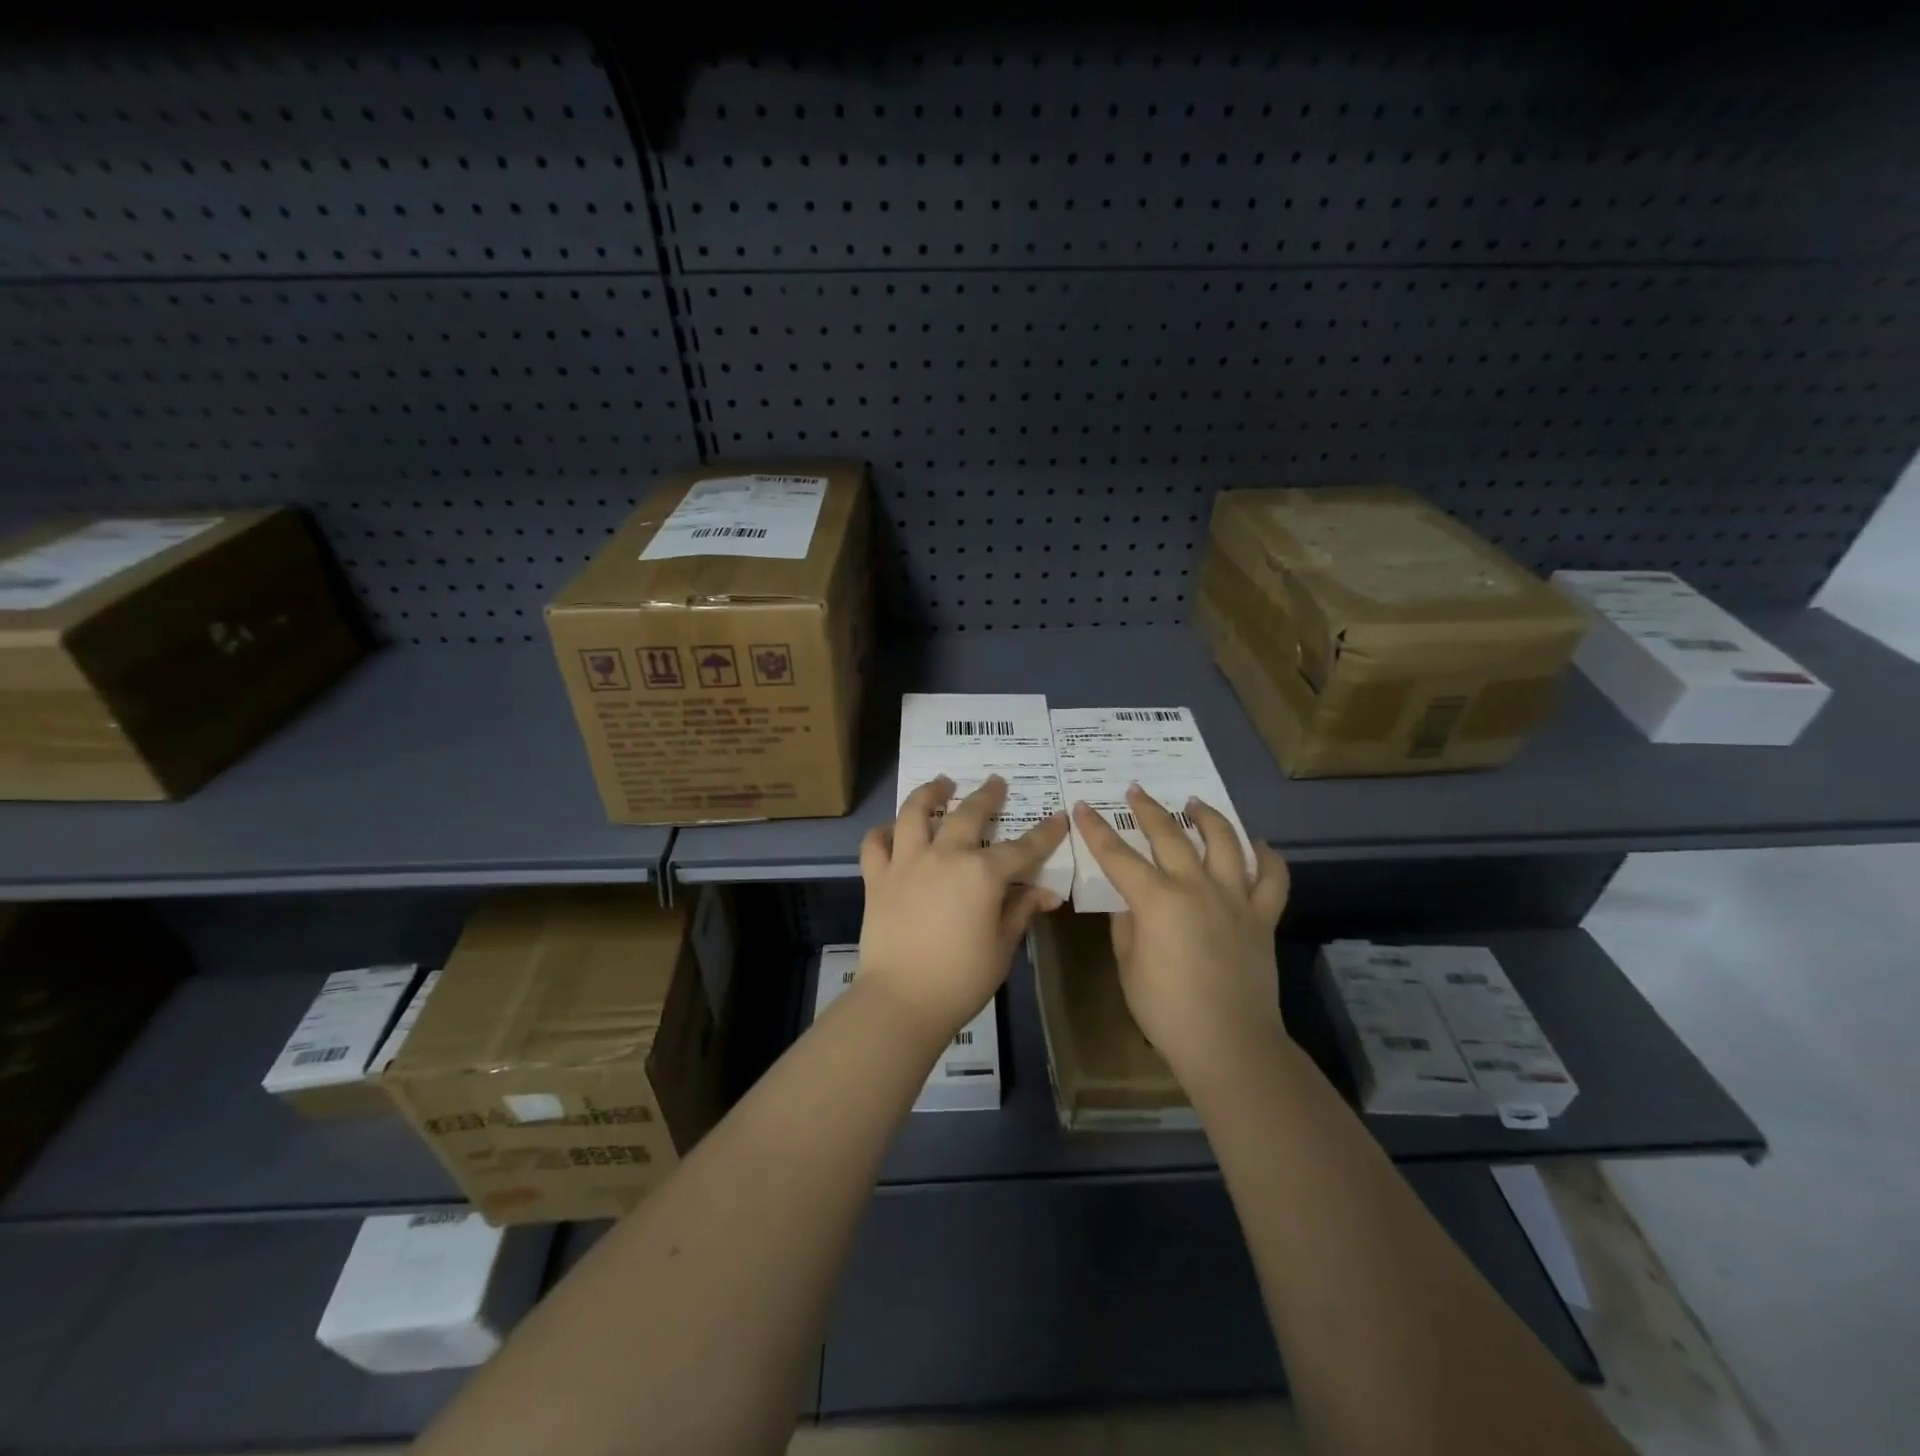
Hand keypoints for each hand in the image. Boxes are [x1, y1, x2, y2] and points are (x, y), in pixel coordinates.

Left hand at [857, 774, 1068, 1041]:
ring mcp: (906, 863)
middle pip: (968, 814)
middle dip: (987, 795)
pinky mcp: (877, 878)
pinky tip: (892, 830)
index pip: (1022, 847)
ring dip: (930, 793)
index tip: (1057, 817)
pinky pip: (875, 844)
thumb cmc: (961, 979)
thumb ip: (1020, 911)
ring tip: (940, 783)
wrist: (901, 1000)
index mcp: (982, 874)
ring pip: (915, 813)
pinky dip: (883, 832)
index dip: (1044, 833)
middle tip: (996, 781)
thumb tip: (1046, 893)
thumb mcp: (1002, 947)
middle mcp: (944, 856)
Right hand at [1071, 785, 1289, 1074]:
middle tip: (1135, 791)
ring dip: (1207, 817)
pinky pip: (1272, 878)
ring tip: (1195, 803)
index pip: (1117, 855)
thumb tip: (1132, 902)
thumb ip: (1127, 925)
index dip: (1096, 829)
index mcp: (1156, 900)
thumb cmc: (1166, 1010)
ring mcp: (1234, 898)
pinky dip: (1268, 857)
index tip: (1082, 807)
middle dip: (1148, 809)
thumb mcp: (1129, 965)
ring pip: (1225, 842)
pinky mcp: (1262, 917)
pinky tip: (1259, 845)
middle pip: (1169, 835)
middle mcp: (1196, 887)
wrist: (1229, 1043)